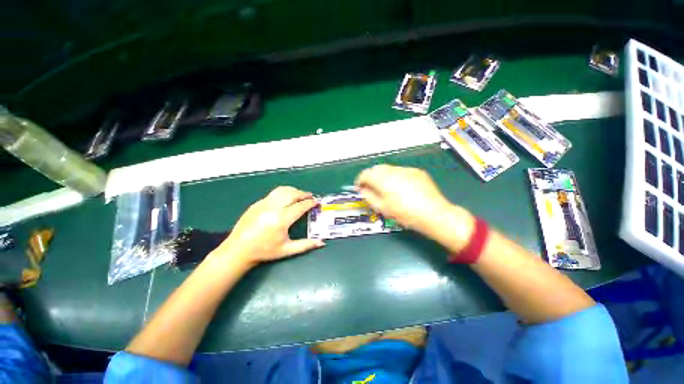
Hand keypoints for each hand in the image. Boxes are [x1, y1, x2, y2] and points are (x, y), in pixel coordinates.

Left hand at [212, 186, 324, 266]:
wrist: (238, 250)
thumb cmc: (264, 251)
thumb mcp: (287, 250)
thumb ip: (306, 245)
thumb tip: (322, 242)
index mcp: (281, 219)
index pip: (300, 206)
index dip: (310, 203)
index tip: (316, 202)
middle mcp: (273, 208)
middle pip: (292, 194)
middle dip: (303, 194)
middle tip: (310, 196)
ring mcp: (263, 204)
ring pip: (282, 190)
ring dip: (293, 190)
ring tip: (300, 194)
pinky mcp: (257, 203)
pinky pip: (273, 194)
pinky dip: (283, 193)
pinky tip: (285, 199)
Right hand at [355, 165, 470, 240]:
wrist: (433, 214)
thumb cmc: (405, 213)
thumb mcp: (382, 208)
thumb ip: (368, 196)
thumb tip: (363, 189)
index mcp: (383, 179)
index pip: (365, 174)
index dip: (360, 180)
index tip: (360, 188)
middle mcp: (394, 170)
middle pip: (376, 169)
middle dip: (371, 177)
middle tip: (371, 188)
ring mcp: (406, 169)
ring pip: (388, 169)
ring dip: (383, 176)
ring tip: (386, 188)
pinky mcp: (417, 172)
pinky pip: (401, 171)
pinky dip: (395, 176)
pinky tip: (401, 187)